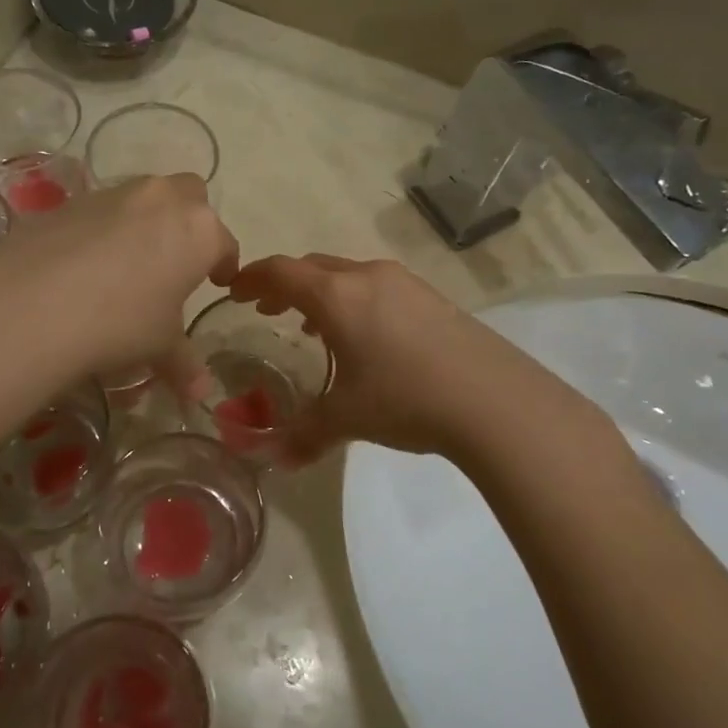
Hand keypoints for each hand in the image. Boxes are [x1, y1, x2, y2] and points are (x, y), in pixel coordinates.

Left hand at [0, 174, 237, 395]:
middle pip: (189, 195)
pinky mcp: (69, 201)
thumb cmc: (122, 323)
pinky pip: (99, 210)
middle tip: (177, 258)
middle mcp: (160, 199)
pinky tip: (85, 263)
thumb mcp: (160, 347)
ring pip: (141, 197)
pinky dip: (102, 229)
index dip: (223, 264)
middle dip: (189, 221)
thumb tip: (200, 394)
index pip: (223, 242)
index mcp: (198, 230)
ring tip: (129, 263)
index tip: (218, 281)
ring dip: (145, 221)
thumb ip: (184, 364)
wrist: (36, 304)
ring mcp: (113, 194)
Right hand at [228, 253, 595, 464]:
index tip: (234, 291)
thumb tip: (273, 459)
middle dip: (284, 285)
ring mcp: (405, 284)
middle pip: (313, 268)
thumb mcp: (346, 419)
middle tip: (266, 309)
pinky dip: (354, 301)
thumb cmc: (405, 399)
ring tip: (310, 325)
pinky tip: (363, 337)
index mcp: (337, 296)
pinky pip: (377, 288)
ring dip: (321, 293)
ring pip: (348, 276)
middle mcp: (368, 278)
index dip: (252, 278)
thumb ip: (303, 434)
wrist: (493, 400)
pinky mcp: (432, 298)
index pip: (281, 272)